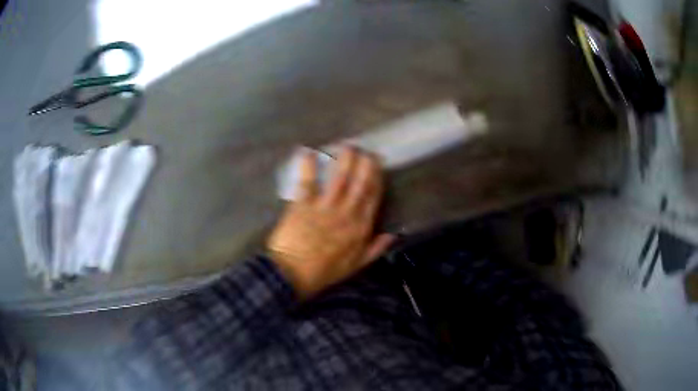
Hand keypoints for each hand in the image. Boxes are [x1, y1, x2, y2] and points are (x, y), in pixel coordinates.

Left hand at [267, 146, 395, 298]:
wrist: (291, 276)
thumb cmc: (323, 272)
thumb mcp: (355, 266)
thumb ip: (374, 249)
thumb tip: (392, 234)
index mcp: (359, 228)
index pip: (373, 198)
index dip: (377, 179)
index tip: (378, 165)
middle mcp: (346, 214)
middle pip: (359, 184)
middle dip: (364, 165)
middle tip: (366, 150)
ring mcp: (324, 209)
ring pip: (339, 180)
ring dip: (344, 161)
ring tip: (347, 146)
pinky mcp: (302, 206)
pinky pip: (307, 183)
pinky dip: (306, 167)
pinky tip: (307, 151)